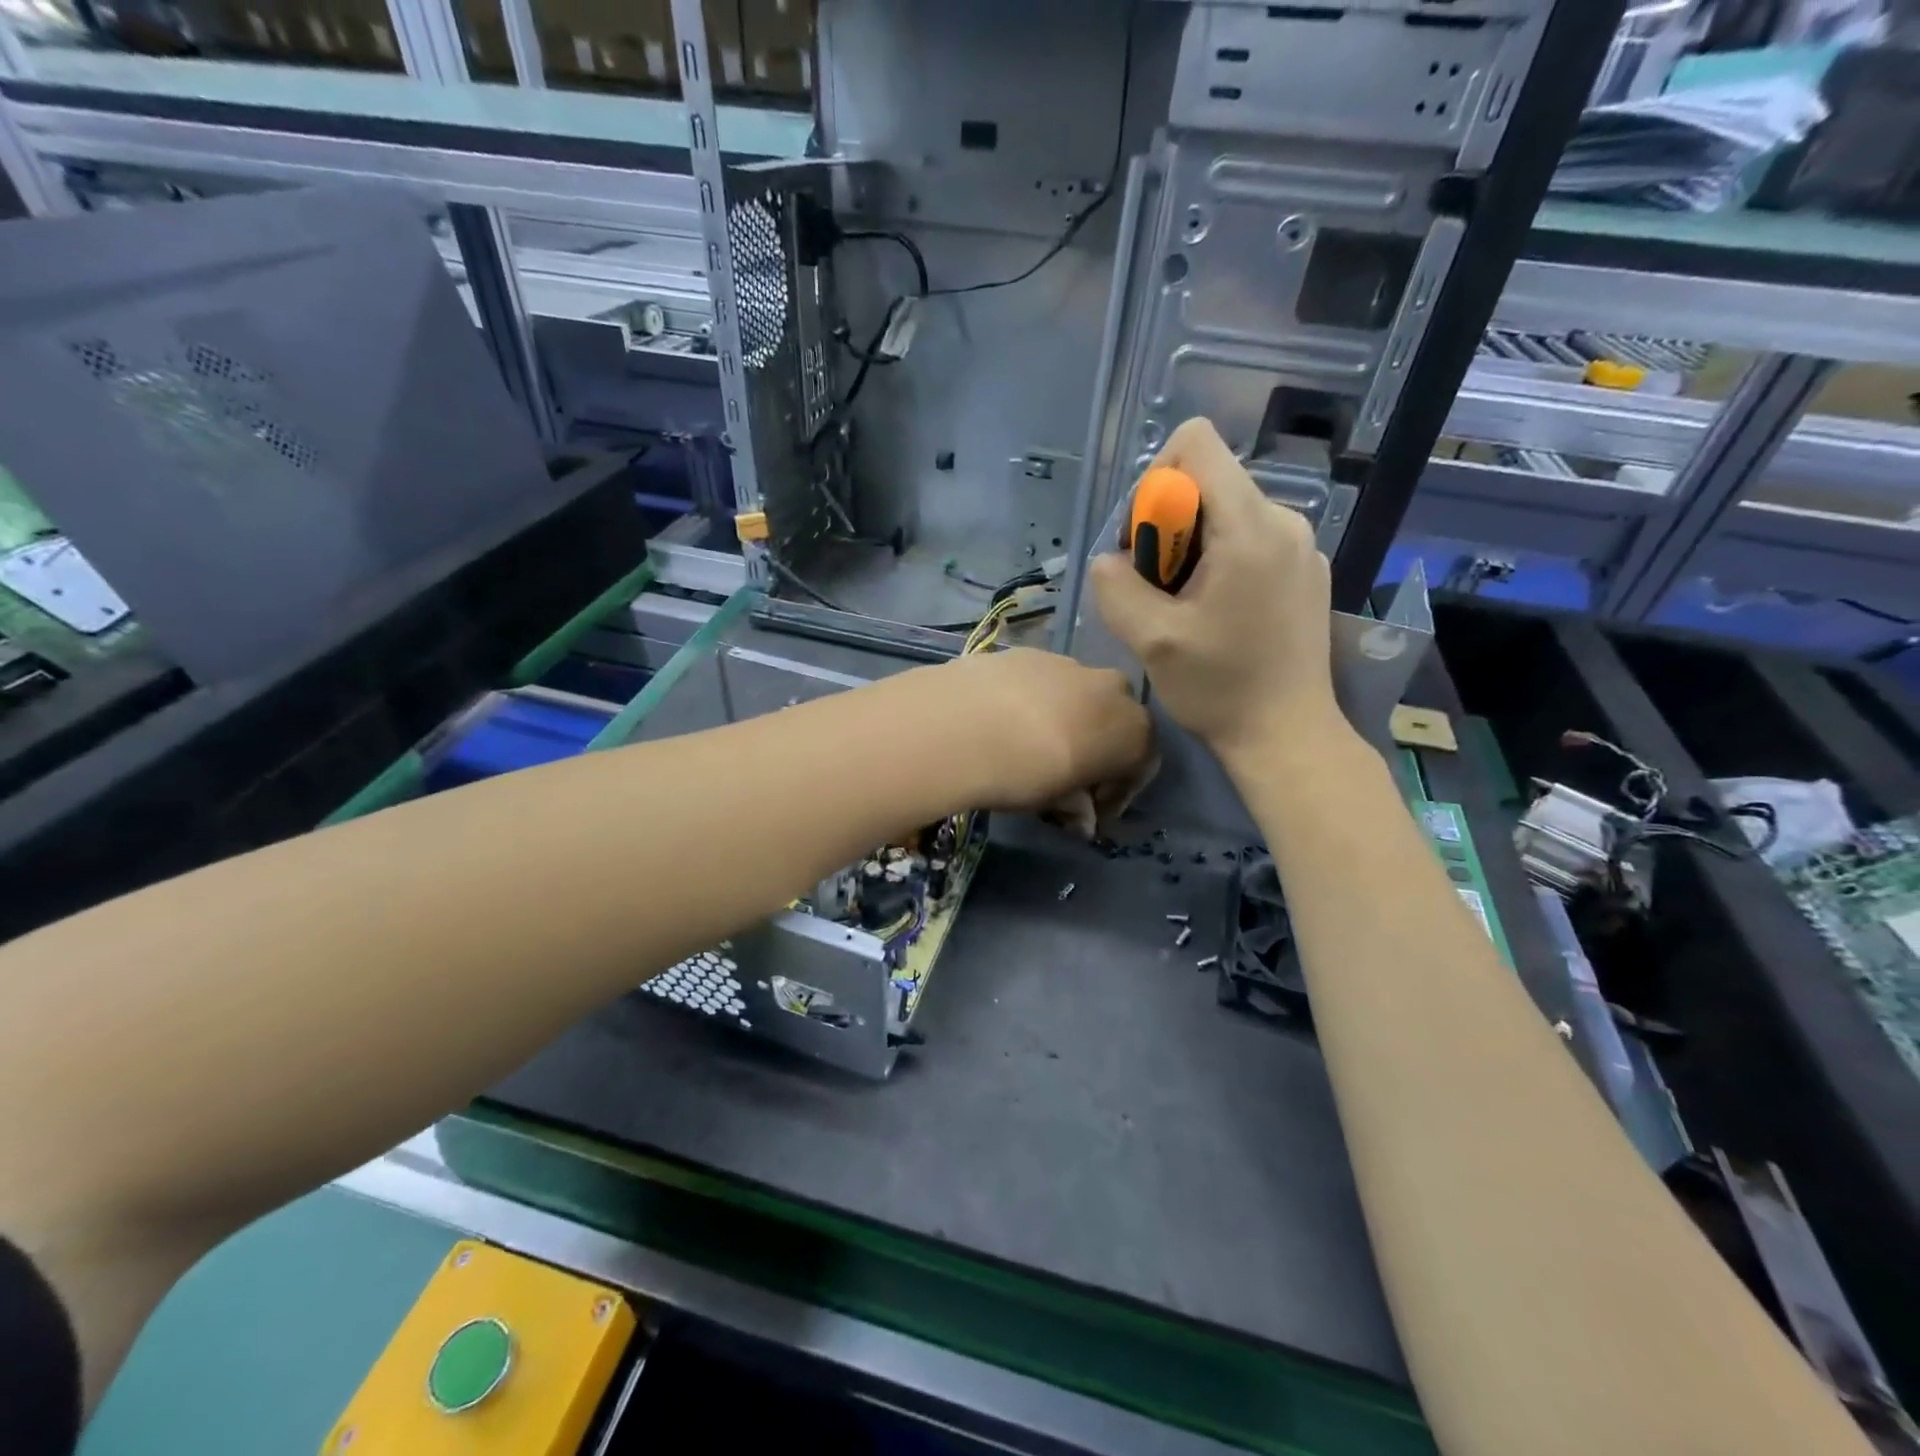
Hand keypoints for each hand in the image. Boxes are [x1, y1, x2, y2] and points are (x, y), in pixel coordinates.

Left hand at [915, 647, 1153, 819]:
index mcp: (1134, 730)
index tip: (1092, 813)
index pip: (1140, 765)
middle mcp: (1112, 689)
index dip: (1117, 794)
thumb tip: (1082, 817)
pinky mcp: (1029, 652)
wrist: (963, 724)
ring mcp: (1070, 663)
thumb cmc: (1026, 773)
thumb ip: (1077, 807)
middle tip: (1066, 779)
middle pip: (1114, 722)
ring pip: (1079, 697)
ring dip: (1066, 722)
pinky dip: (1035, 702)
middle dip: (1097, 750)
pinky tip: (1005, 723)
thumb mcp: (1056, 803)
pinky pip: (1044, 682)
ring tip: (1030, 749)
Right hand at [1090, 417, 1346, 763]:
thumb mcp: (1150, 640)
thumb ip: (1116, 586)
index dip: (1154, 482)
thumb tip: (1110, 560)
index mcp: (1249, 526)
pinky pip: (1249, 538)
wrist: (1287, 735)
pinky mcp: (1304, 569)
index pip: (1196, 443)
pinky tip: (1216, 615)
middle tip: (1158, 590)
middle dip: (1167, 526)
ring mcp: (1300, 544)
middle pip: (1207, 481)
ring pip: (1224, 512)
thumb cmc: (1220, 688)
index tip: (1146, 543)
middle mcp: (1283, 520)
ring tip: (1185, 608)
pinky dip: (1219, 562)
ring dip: (1190, 549)